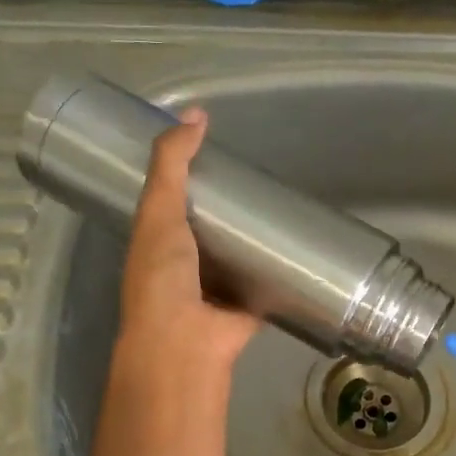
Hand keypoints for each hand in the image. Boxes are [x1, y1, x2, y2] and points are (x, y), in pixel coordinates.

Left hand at [111, 108, 260, 388]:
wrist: (185, 342)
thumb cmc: (163, 275)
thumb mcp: (159, 209)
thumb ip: (171, 163)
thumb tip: (195, 113)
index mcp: (155, 246)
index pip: (169, 205)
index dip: (187, 180)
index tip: (216, 156)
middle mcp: (182, 270)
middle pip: (207, 232)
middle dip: (228, 211)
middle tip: (259, 180)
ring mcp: (214, 294)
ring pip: (236, 261)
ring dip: (253, 243)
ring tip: (283, 210)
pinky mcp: (246, 311)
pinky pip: (264, 288)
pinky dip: (278, 276)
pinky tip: (300, 254)